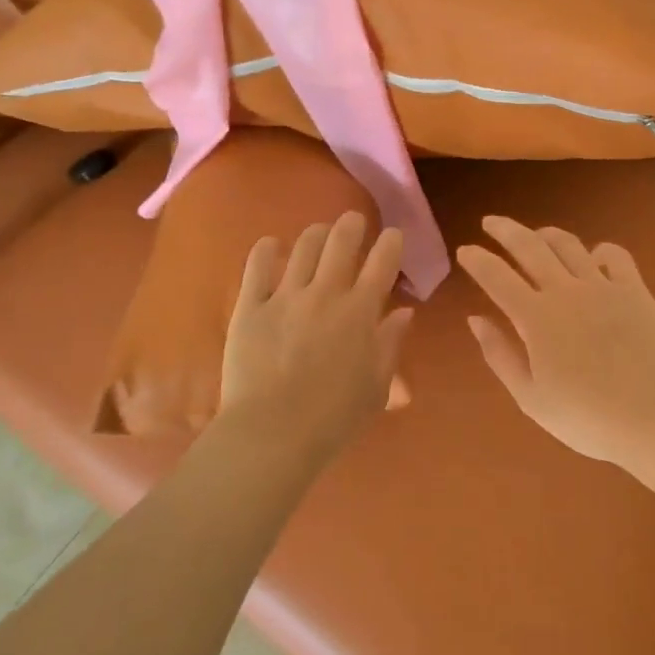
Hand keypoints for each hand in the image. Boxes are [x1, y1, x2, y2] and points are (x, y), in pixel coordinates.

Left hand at [219, 212, 414, 460]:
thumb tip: (404, 312)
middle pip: (341, 241)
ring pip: (303, 246)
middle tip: (353, 222)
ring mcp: (285, 296)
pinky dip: (266, 249)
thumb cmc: (334, 418)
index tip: (393, 235)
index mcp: (361, 312)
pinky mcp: (251, 306)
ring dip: (315, 234)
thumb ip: (391, 344)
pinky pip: (257, 266)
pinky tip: (271, 245)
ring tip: (318, 233)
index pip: (382, 262)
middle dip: (351, 225)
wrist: (273, 432)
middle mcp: (326, 293)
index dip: (391, 243)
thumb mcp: (377, 387)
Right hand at [458, 217, 654, 466]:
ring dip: (546, 234)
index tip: (464, 250)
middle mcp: (565, 291)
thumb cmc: (585, 417)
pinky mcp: (634, 290)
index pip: (496, 276)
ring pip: (568, 244)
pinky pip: (614, 255)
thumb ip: (499, 354)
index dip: (477, 260)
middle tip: (490, 222)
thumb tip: (475, 319)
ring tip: (536, 235)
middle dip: (505, 230)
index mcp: (535, 317)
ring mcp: (603, 286)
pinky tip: (592, 258)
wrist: (653, 418)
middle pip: (529, 246)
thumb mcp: (530, 397)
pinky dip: (598, 250)